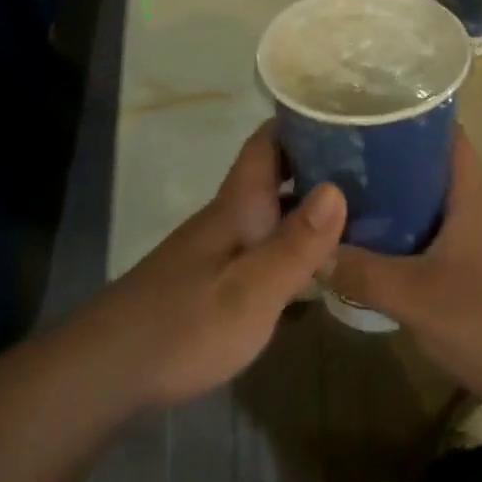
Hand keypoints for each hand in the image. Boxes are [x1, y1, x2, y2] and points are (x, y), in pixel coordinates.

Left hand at [72, 123, 345, 409]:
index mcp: (238, 206)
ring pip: (271, 210)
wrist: (109, 368)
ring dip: (309, 204)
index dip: (302, 122)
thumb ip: (295, 243)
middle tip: (372, 167)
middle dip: (318, 163)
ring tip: (363, 209)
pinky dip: (294, 242)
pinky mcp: (213, 278)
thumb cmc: (185, 325)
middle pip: (274, 174)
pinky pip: (264, 243)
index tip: (345, 113)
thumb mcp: (251, 291)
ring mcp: (219, 247)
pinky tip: (320, 264)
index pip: (267, 142)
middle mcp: (229, 216)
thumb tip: (338, 187)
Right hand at [327, 129, 481, 461]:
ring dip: (384, 194)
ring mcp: (470, 237)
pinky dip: (393, 229)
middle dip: (380, 153)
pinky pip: (422, 232)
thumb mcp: (417, 297)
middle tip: (330, 149)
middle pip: (423, 162)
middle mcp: (471, 205)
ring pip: (420, 199)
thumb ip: (361, 271)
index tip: (358, 107)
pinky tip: (359, 239)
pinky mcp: (465, 267)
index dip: (404, 112)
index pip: (441, 130)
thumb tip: (310, 248)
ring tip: (334, 188)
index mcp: (470, 193)